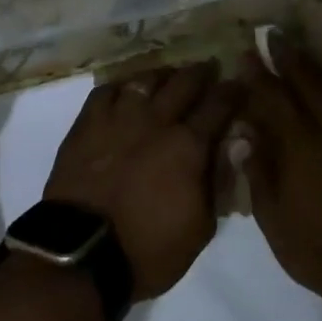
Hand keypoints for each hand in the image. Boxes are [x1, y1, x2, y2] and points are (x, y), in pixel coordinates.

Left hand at [45, 61, 239, 300]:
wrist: (82, 253)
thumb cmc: (148, 249)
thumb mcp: (200, 228)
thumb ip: (219, 182)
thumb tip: (235, 145)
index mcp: (189, 146)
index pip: (218, 106)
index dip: (232, 92)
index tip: (239, 83)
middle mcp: (156, 121)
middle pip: (184, 83)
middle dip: (201, 72)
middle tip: (209, 67)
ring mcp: (119, 118)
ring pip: (145, 79)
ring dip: (162, 74)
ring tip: (169, 74)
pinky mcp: (87, 123)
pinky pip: (106, 90)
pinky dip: (121, 85)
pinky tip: (126, 88)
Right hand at [238, 35, 321, 314]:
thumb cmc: (313, 247)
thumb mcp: (272, 215)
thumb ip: (258, 169)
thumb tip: (246, 134)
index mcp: (300, 145)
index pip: (274, 98)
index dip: (258, 75)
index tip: (245, 53)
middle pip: (307, 83)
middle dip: (288, 57)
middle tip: (272, 34)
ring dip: (309, 68)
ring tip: (293, 51)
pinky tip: (319, 88)